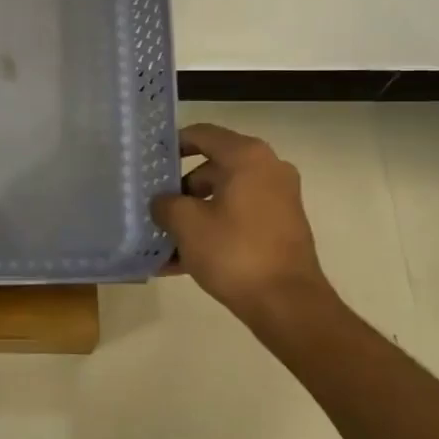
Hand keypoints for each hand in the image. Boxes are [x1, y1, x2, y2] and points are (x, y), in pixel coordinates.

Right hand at [152, 122, 339, 327]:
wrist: (287, 304)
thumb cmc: (234, 252)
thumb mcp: (186, 224)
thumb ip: (166, 204)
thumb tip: (163, 203)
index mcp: (247, 157)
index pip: (202, 134)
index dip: (173, 144)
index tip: (150, 161)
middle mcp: (268, 169)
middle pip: (212, 167)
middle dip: (180, 189)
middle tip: (153, 206)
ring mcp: (278, 199)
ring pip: (223, 197)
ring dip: (193, 215)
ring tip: (162, 241)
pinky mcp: (280, 227)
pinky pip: (237, 219)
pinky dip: (212, 231)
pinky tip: (180, 261)